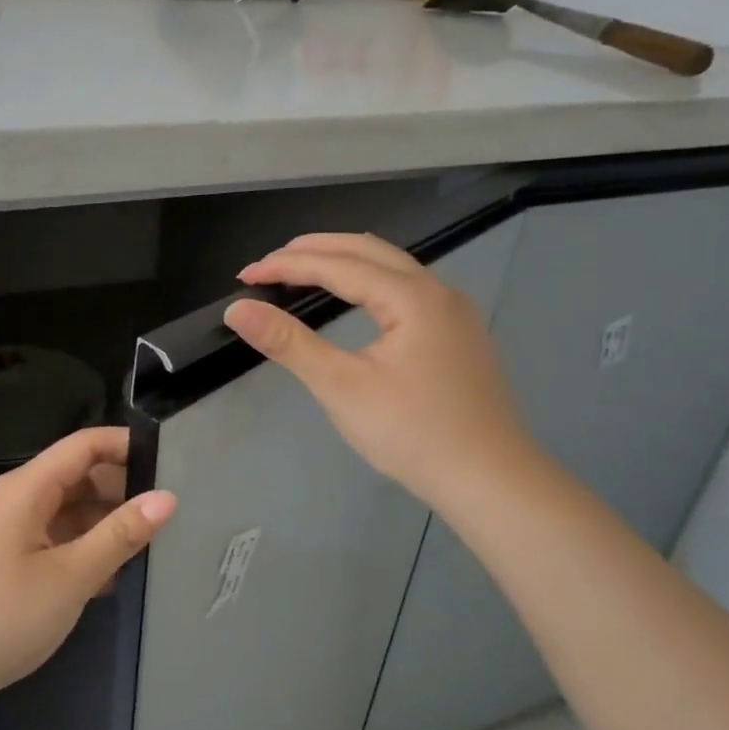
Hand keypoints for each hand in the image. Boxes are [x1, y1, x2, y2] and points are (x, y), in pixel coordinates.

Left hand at [0, 427, 176, 706]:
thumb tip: (166, 498)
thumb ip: (120, 535)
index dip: (127, 446)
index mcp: (27, 489)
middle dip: (122, 489)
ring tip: (152, 544)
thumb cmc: (2, 617)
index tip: (172, 464)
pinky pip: (55, 538)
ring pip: (69, 510)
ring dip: (105, 523)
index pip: (84, 445)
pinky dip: (84, 548)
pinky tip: (113, 576)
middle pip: (78, 475)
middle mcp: (17, 499)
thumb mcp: (71, 577)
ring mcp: (10, 530)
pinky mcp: (8, 559)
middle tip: (170, 513)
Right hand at [223, 233, 531, 506]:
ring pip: (392, 267)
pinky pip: (407, 288)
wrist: (489, 480)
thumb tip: (238, 308)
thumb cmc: (412, 433)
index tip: (246, 274)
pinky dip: (369, 281)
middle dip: (315, 250)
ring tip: (303, 271)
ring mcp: (455, 313)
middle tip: (269, 264)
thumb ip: (289, 343)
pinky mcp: (460, 335)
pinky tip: (355, 301)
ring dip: (344, 261)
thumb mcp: (341, 387)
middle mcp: (438, 291)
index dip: (287, 265)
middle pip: (368, 250)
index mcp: (412, 296)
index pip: (338, 264)